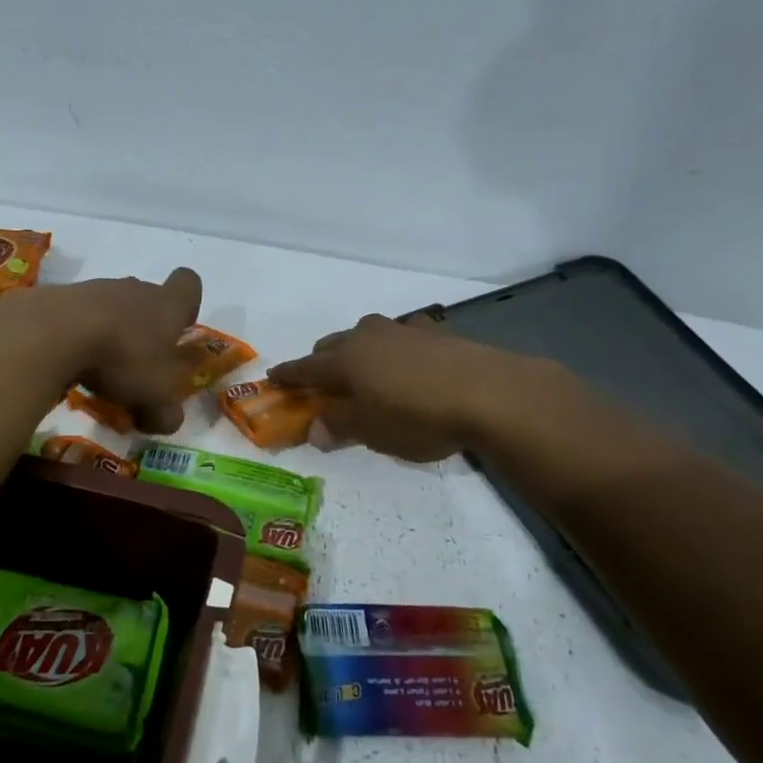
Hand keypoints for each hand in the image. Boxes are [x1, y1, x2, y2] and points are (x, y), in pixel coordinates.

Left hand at [16, 268, 203, 433]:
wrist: (52, 332)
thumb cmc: (121, 359)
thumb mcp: (155, 398)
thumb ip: (166, 412)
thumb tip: (167, 420)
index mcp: (168, 305)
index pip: (189, 283)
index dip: (188, 304)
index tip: (179, 328)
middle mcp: (135, 289)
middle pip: (147, 297)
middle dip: (146, 326)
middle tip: (138, 361)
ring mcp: (95, 288)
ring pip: (111, 306)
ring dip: (110, 330)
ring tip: (98, 366)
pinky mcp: (59, 296)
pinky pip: (77, 314)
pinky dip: (77, 333)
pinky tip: (68, 359)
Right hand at [271, 315, 558, 462]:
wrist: (489, 392)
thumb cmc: (419, 418)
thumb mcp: (374, 433)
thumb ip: (341, 427)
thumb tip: (315, 431)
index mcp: (344, 361)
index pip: (304, 368)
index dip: (287, 376)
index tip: (273, 379)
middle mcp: (365, 337)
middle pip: (331, 345)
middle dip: (320, 362)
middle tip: (321, 385)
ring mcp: (400, 330)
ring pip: (364, 335)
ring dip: (355, 350)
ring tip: (364, 372)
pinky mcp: (433, 331)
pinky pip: (401, 335)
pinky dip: (393, 347)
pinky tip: (408, 360)